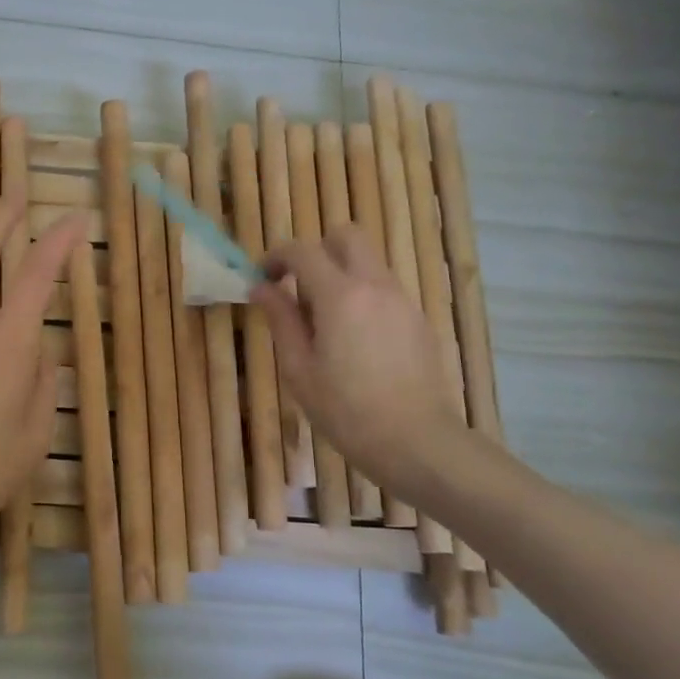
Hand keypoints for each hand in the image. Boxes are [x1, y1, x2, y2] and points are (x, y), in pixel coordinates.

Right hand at [251, 226, 467, 491]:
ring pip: (368, 262)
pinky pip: (384, 289)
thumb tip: (261, 287)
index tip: (263, 278)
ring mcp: (402, 301)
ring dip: (341, 274)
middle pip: (347, 235)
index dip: (276, 256)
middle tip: (299, 286)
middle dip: (317, 250)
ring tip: (325, 321)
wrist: (417, 443)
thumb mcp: (299, 369)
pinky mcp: (418, 320)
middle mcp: (374, 285)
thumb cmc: (347, 411)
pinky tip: (355, 342)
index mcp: (340, 295)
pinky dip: (362, 296)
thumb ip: (280, 319)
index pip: (302, 250)